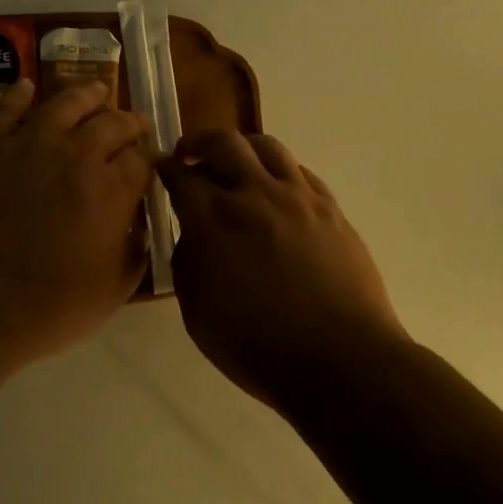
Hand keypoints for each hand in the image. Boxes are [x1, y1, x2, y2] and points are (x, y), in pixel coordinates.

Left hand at [0, 78, 152, 371]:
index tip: (149, 163)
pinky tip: (25, 87)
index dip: (148, 158)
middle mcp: (76, 154)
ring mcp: (28, 144)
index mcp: (112, 189)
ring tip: (97, 91)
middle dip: (127, 122)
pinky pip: (5, 109)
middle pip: (112, 122)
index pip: (142, 158)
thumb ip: (134, 254)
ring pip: (66, 102)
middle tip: (131, 125)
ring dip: (88, 94)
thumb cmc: (43, 309)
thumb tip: (139, 229)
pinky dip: (18, 94)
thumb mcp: (110, 294)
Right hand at [160, 131, 407, 408]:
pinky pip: (300, 170)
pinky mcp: (330, 208)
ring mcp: (297, 197)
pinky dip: (278, 170)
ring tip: (234, 162)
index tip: (161, 168)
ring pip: (266, 145)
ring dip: (241, 147)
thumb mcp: (197, 314)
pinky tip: (275, 188)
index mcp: (214, 220)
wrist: (341, 360)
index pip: (181, 176)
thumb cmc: (259, 347)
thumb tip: (192, 235)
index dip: (165, 168)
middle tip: (189, 154)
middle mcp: (254, 195)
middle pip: (222, 143)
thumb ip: (188, 263)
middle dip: (198, 143)